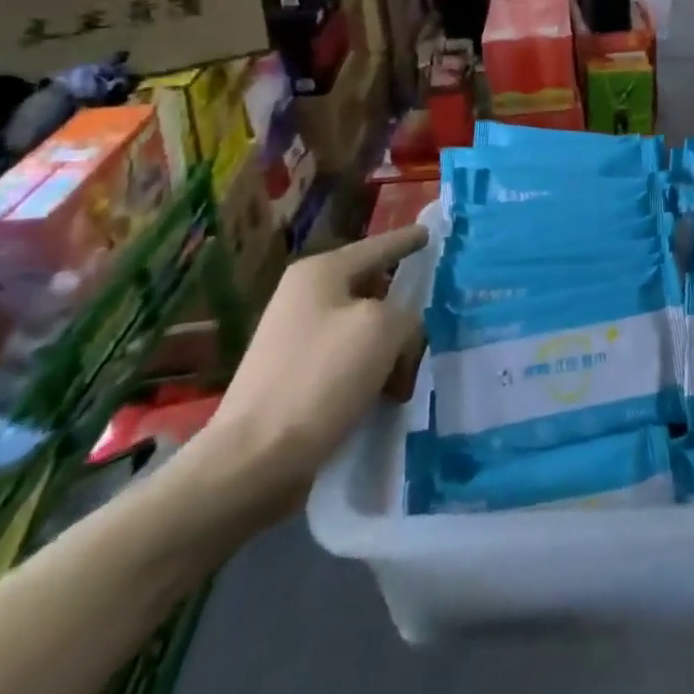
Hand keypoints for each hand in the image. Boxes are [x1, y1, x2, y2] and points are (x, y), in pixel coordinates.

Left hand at [196, 225, 428, 514]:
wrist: (254, 460)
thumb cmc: (321, 378)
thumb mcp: (384, 329)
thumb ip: (408, 315)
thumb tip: (404, 331)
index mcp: (320, 273)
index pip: (378, 246)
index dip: (407, 240)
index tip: (430, 233)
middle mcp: (304, 297)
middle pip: (372, 288)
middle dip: (404, 305)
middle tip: (439, 317)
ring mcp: (296, 338)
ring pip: (364, 328)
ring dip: (391, 346)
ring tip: (414, 370)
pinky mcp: (295, 377)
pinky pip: (349, 360)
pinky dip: (372, 371)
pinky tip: (390, 394)